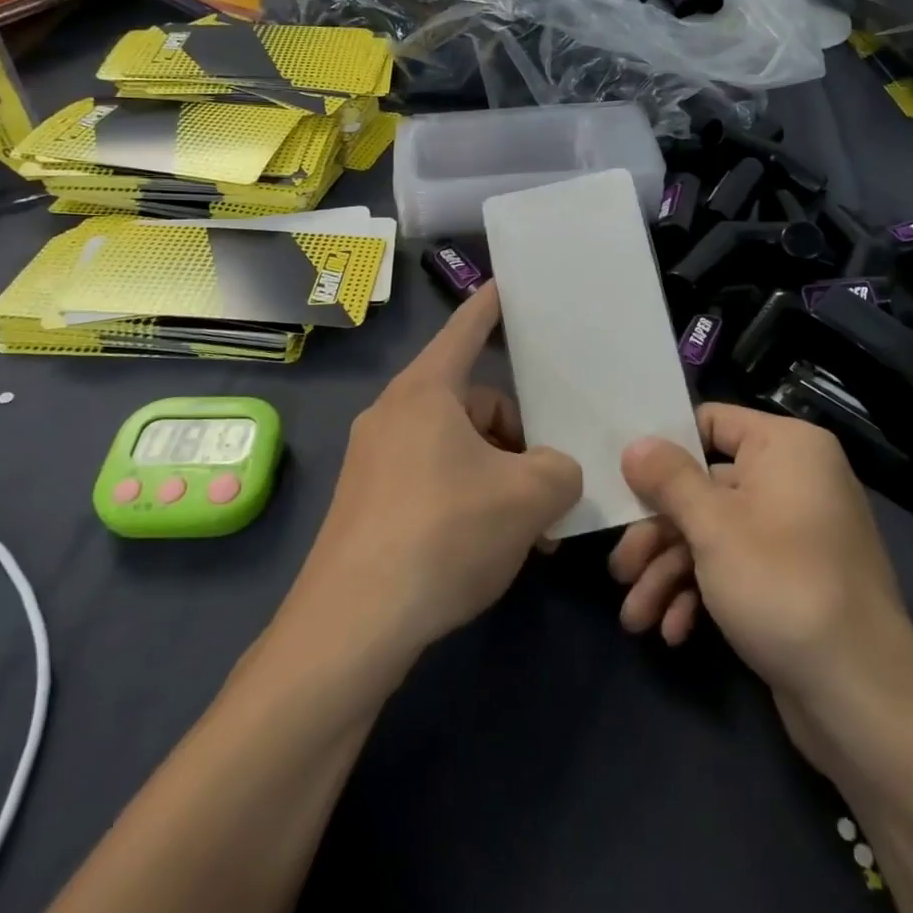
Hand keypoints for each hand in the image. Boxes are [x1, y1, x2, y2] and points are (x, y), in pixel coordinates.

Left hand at [295, 282, 582, 655]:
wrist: (351, 628)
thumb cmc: (443, 534)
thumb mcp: (528, 497)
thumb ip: (561, 470)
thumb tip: (554, 474)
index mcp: (426, 392)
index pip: (466, 330)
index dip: (491, 306)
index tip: (507, 284)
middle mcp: (394, 415)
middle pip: (474, 401)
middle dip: (518, 435)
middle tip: (552, 481)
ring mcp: (376, 461)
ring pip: (458, 447)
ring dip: (499, 475)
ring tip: (532, 528)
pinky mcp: (370, 505)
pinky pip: (434, 480)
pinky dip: (470, 499)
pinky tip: (494, 546)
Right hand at [609, 404, 912, 777]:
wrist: (862, 699)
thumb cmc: (783, 585)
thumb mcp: (714, 527)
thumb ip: (669, 480)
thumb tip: (635, 444)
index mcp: (786, 447)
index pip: (712, 423)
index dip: (666, 449)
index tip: (623, 478)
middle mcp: (793, 480)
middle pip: (705, 488)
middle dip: (658, 534)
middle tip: (619, 570)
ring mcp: (793, 533)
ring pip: (713, 535)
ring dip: (669, 573)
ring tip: (636, 616)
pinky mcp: (790, 581)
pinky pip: (735, 569)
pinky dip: (701, 595)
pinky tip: (673, 632)